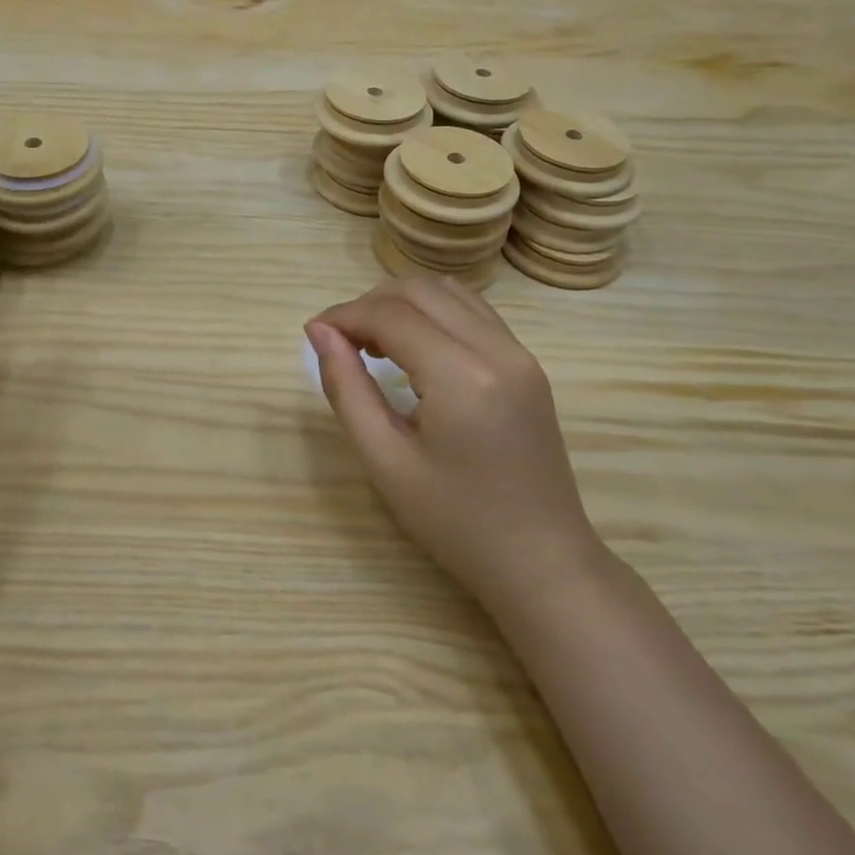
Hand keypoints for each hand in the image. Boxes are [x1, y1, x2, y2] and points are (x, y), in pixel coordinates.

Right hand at [306, 278, 600, 613]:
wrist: (542, 563)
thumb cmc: (456, 523)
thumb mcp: (386, 462)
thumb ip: (347, 389)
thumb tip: (319, 333)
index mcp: (462, 376)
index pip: (390, 314)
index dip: (343, 315)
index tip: (313, 334)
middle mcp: (497, 349)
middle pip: (420, 291)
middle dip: (370, 304)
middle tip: (340, 342)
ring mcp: (520, 354)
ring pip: (449, 292)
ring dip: (403, 303)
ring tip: (373, 343)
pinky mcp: (528, 364)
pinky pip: (473, 312)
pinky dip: (433, 313)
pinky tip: (413, 349)